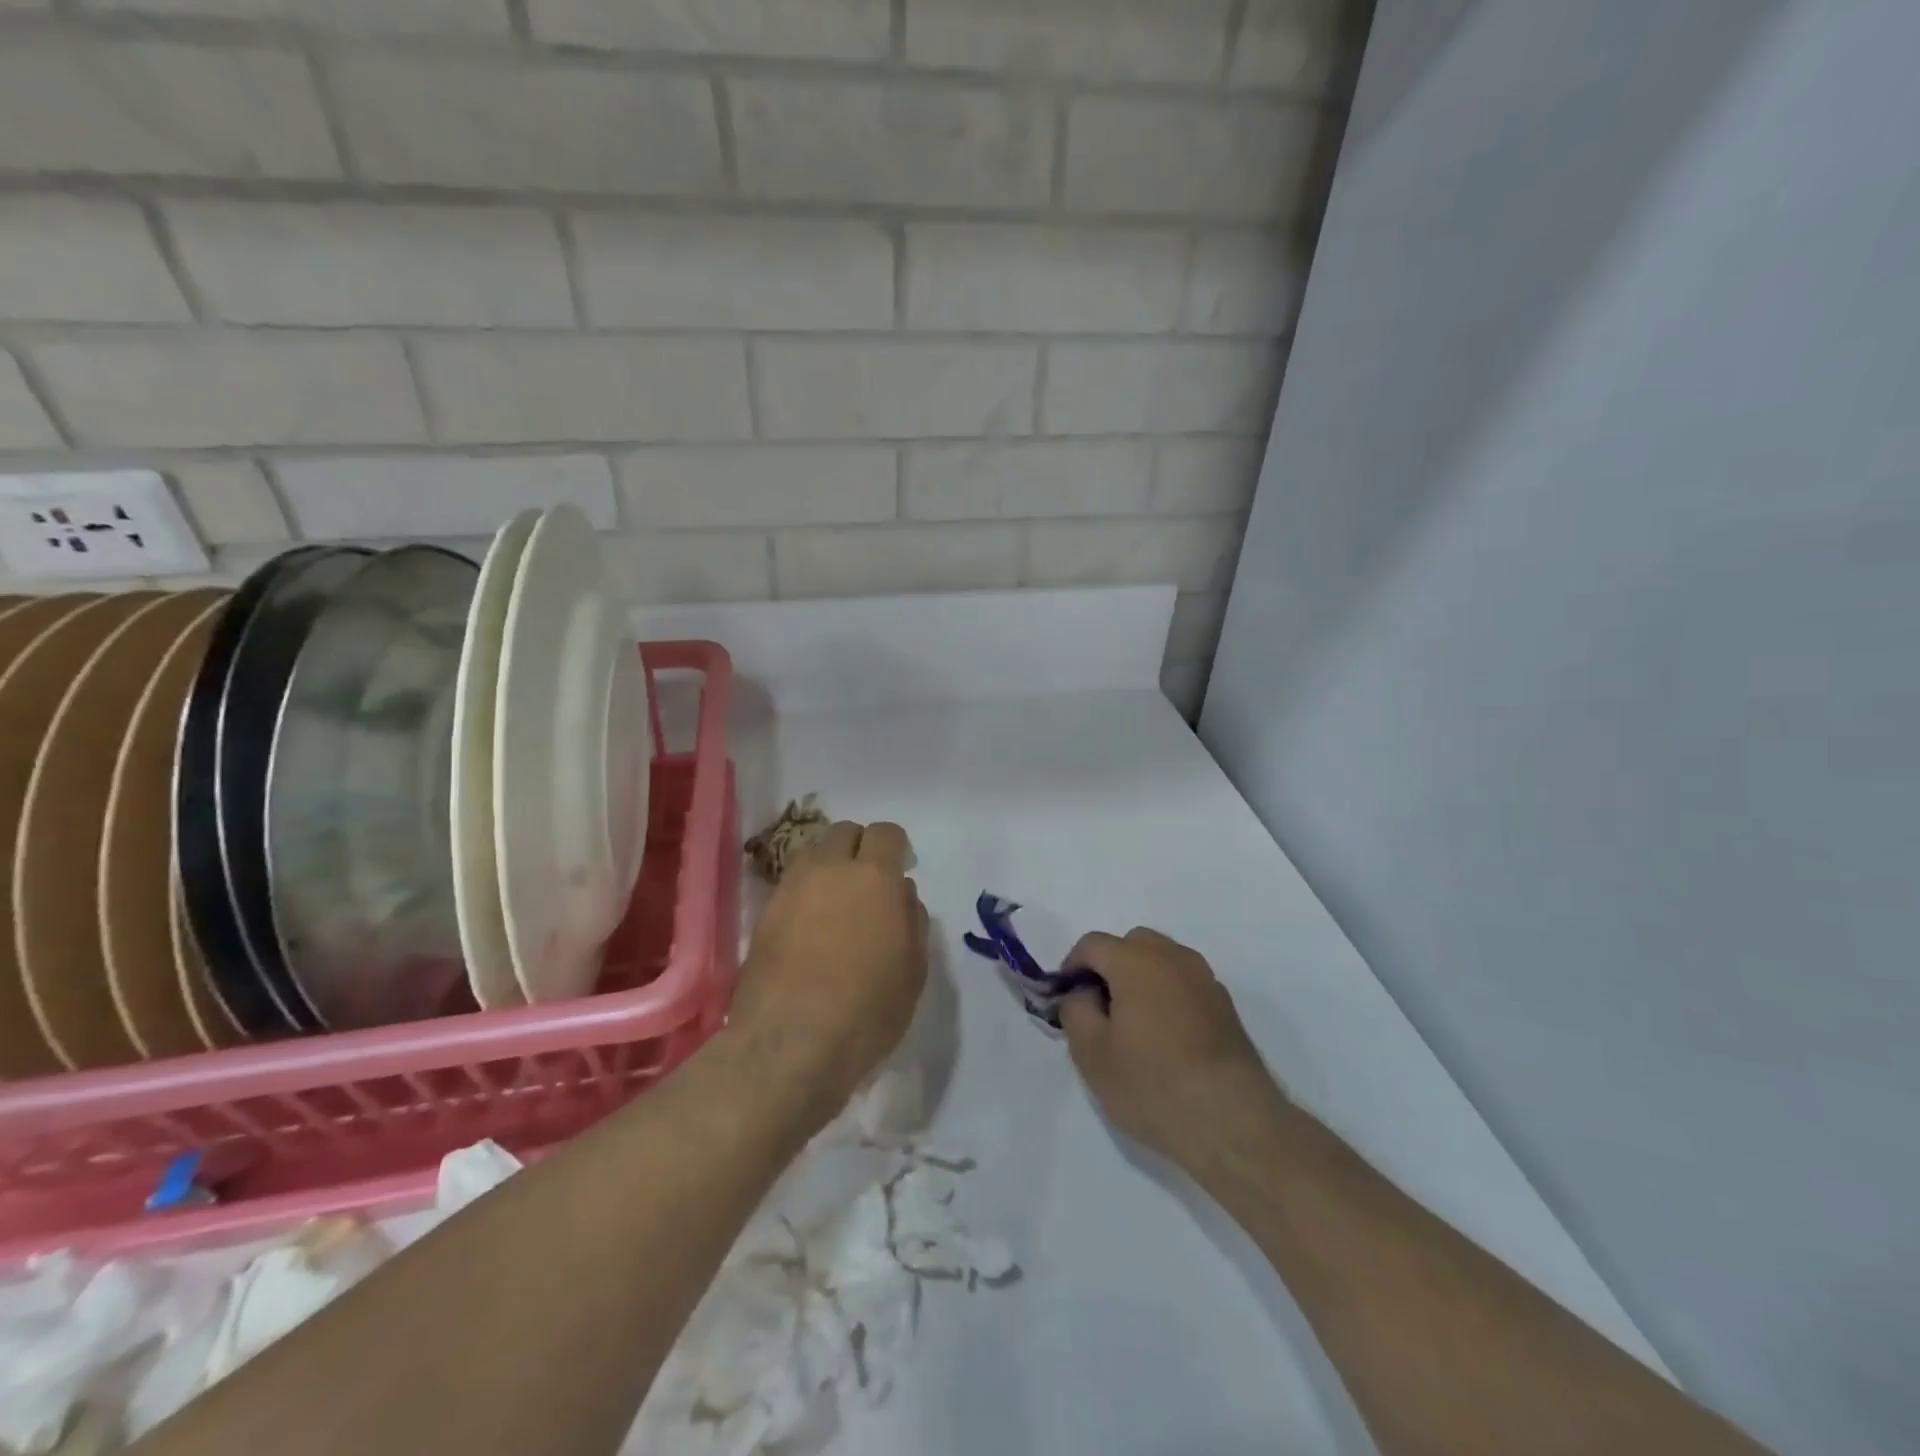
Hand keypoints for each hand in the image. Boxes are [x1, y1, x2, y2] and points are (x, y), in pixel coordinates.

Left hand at [730, 821, 928, 1130]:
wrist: (790, 1042)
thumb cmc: (867, 1008)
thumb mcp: (913, 970)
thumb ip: (912, 920)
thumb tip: (902, 894)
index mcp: (874, 876)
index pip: (886, 833)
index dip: (896, 847)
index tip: (901, 870)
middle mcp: (830, 869)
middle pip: (844, 832)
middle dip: (860, 848)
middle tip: (868, 883)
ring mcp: (791, 888)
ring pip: (813, 853)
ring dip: (829, 866)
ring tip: (837, 902)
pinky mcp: (764, 913)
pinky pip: (791, 884)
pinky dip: (805, 892)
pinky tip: (811, 926)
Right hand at [1059, 927, 1282, 1166]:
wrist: (1233, 1122)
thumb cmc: (1152, 1084)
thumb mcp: (1091, 1053)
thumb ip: (1075, 1009)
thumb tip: (1082, 992)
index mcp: (1136, 960)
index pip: (1092, 944)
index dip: (1072, 968)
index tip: (1067, 1001)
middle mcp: (1173, 957)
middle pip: (1131, 944)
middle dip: (1110, 967)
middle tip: (1100, 1010)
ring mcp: (1205, 979)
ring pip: (1162, 961)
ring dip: (1141, 979)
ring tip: (1134, 1026)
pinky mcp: (1226, 1006)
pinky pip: (1185, 984)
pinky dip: (1168, 996)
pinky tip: (1166, 1040)